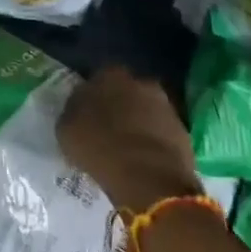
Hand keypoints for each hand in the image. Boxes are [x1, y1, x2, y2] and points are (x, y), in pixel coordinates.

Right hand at [58, 65, 201, 215]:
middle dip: (119, 106)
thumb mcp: (67, 130)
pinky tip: (143, 158)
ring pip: (146, 110)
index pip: (97, 78)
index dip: (91, 98)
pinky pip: (161, 131)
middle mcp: (140, 81)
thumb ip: (73, 112)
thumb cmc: (99, 148)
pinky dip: (153, 141)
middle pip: (125, 91)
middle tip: (107, 129)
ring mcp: (165, 105)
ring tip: (126, 147)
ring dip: (138, 123)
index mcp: (109, 74)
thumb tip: (78, 110)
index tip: (86, 115)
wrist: (148, 178)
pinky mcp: (183, 130)